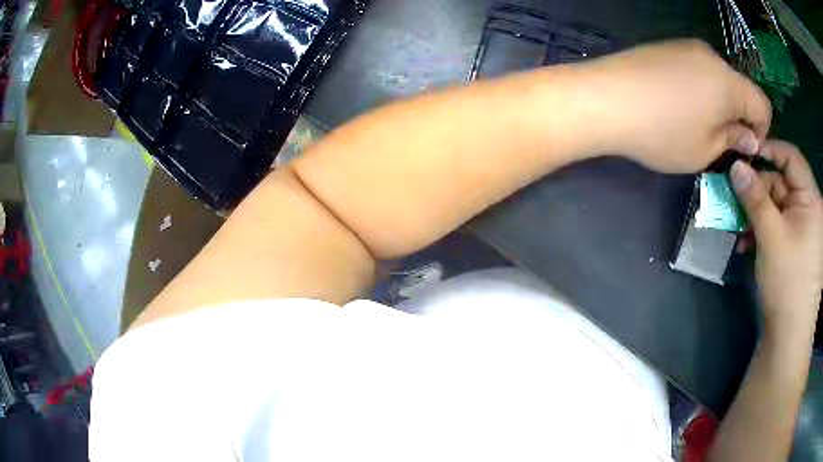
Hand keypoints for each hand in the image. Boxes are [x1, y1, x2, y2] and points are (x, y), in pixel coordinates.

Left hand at [578, 39, 771, 172]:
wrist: (605, 98)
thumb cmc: (662, 132)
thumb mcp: (705, 150)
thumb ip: (733, 140)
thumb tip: (749, 137)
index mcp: (729, 82)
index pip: (763, 104)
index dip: (761, 131)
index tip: (745, 149)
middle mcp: (711, 56)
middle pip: (741, 89)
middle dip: (739, 117)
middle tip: (720, 141)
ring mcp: (686, 47)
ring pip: (718, 79)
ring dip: (719, 103)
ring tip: (696, 125)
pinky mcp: (667, 47)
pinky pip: (697, 70)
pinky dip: (700, 90)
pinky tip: (678, 106)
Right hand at [731, 140, 821, 337]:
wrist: (788, 336)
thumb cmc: (787, 281)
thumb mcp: (771, 235)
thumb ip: (755, 197)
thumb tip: (736, 165)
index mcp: (810, 200)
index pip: (791, 157)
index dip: (769, 150)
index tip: (744, 155)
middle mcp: (809, 209)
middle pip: (782, 183)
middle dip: (758, 190)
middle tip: (734, 198)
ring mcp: (803, 230)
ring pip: (777, 206)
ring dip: (757, 214)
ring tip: (739, 229)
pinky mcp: (795, 247)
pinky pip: (778, 226)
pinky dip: (763, 231)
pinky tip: (747, 243)